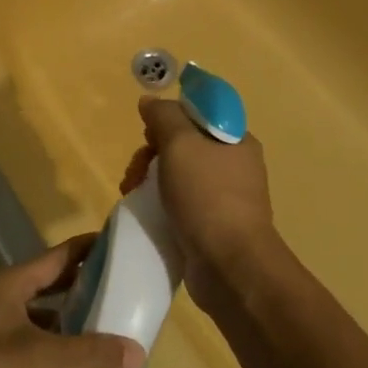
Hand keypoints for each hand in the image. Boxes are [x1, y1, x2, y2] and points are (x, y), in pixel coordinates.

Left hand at [0, 237, 144, 367]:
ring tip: (106, 330)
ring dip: (68, 322)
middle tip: (123, 291)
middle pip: (48, 285)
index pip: (58, 256)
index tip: (121, 245)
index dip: (88, 248)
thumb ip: (90, 355)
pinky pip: (29, 345)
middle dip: (83, 287)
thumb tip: (138, 352)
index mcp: (8, 284)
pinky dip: (52, 350)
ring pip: (39, 317)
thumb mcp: (41, 361)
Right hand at [126, 98, 275, 308]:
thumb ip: (163, 116)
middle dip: (152, 153)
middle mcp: (234, 165)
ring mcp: (224, 198)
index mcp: (236, 140)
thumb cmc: (207, 196)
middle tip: (136, 170)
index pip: (198, 114)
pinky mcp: (212, 226)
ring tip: (131, 193)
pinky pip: (180, 204)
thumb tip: (150, 101)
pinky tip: (145, 212)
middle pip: (184, 144)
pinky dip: (160, 204)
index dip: (169, 118)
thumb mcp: (180, 144)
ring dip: (150, 179)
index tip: (149, 134)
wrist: (230, 266)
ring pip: (178, 175)